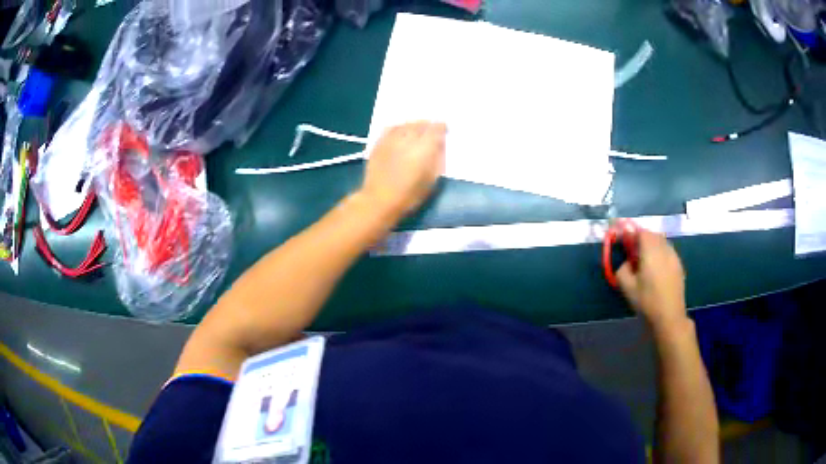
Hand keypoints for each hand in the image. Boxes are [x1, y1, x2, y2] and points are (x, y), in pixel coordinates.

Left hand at [359, 121, 446, 218]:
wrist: (380, 200)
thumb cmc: (410, 194)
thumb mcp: (432, 179)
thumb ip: (438, 159)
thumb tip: (440, 145)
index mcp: (424, 147)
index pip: (436, 129)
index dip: (441, 127)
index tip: (444, 129)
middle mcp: (408, 138)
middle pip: (421, 124)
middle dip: (428, 125)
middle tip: (431, 130)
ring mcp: (392, 139)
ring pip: (406, 124)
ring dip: (414, 125)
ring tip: (417, 129)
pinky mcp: (379, 142)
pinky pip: (391, 128)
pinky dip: (399, 127)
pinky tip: (400, 131)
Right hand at [616, 230, 686, 331]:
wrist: (669, 316)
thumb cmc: (647, 301)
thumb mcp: (627, 287)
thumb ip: (622, 269)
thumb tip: (627, 263)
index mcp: (650, 250)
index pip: (641, 232)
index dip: (631, 235)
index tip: (625, 244)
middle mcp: (664, 248)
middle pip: (652, 235)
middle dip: (642, 239)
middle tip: (634, 254)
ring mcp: (674, 256)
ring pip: (662, 242)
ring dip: (652, 246)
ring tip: (646, 261)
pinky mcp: (679, 265)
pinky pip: (668, 252)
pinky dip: (661, 254)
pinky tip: (657, 270)